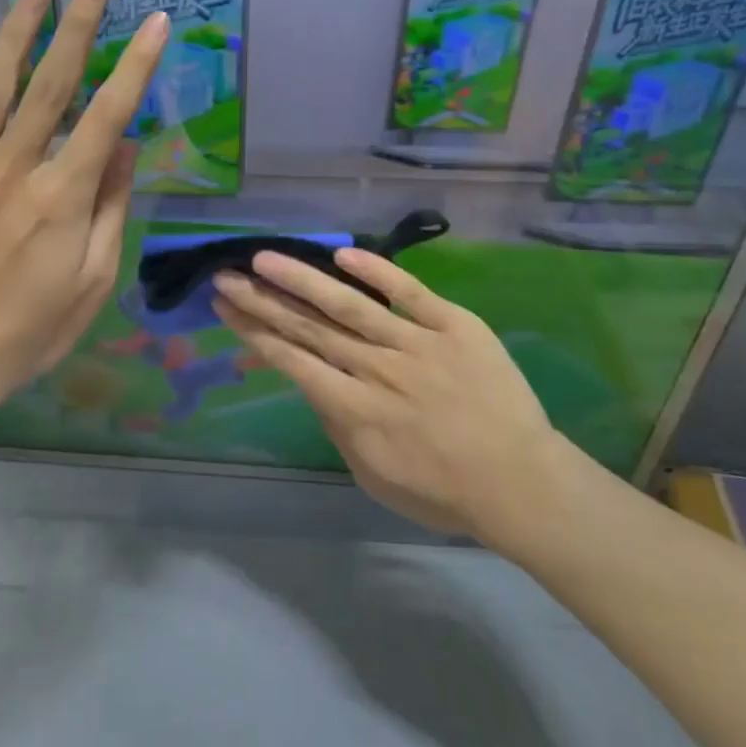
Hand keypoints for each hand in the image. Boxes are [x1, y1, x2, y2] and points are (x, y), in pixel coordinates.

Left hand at [0, 0, 167, 426]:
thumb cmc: (29, 330)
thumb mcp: (92, 281)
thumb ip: (112, 208)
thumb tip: (127, 147)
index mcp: (63, 198)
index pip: (109, 115)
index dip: (136, 65)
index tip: (156, 23)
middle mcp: (15, 170)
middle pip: (52, 84)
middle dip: (79, 25)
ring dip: (17, 33)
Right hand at [213, 250, 565, 545]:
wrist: (520, 482)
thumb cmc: (443, 491)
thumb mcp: (373, 476)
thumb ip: (339, 428)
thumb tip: (316, 386)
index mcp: (353, 409)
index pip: (291, 360)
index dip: (254, 331)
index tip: (225, 307)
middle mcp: (375, 368)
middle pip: (309, 327)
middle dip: (262, 300)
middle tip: (226, 276)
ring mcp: (415, 341)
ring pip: (349, 305)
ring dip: (302, 280)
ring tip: (265, 258)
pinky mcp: (453, 324)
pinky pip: (410, 293)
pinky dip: (378, 272)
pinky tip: (344, 255)